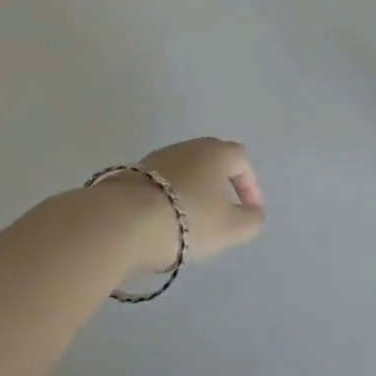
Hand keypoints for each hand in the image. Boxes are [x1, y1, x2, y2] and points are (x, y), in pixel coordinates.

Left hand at [99, 138, 266, 271]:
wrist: (121, 221)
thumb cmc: (187, 219)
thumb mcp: (230, 228)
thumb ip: (251, 220)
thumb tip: (254, 213)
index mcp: (217, 152)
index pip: (242, 161)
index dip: (250, 186)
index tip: (250, 212)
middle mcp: (189, 147)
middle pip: (213, 161)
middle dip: (221, 186)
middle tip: (223, 213)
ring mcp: (158, 158)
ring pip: (185, 172)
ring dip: (193, 193)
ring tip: (191, 223)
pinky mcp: (132, 174)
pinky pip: (161, 184)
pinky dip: (169, 199)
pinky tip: (163, 223)